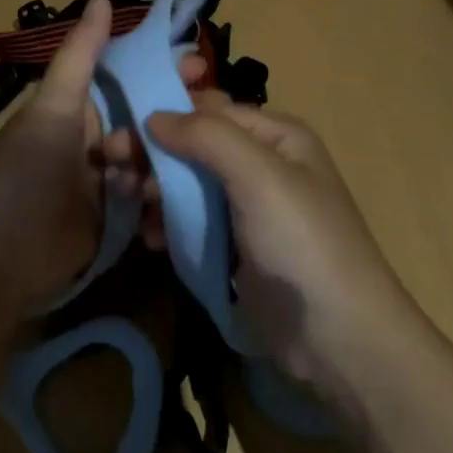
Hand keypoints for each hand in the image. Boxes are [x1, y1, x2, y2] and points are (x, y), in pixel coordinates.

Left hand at [0, 0, 178, 308]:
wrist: (0, 258)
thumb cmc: (25, 171)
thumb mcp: (53, 107)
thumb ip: (81, 55)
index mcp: (79, 108)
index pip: (129, 78)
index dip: (162, 69)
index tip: (199, 65)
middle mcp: (96, 139)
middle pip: (147, 119)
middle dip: (177, 117)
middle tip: (215, 118)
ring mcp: (108, 181)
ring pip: (154, 159)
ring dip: (171, 161)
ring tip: (193, 165)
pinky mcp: (117, 220)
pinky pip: (150, 199)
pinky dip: (164, 198)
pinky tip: (181, 198)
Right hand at [147, 94, 421, 403]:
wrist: (341, 343)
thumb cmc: (302, 245)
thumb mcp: (259, 176)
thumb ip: (207, 136)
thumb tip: (154, 115)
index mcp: (275, 136)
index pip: (207, 109)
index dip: (162, 115)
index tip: (118, 132)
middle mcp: (262, 164)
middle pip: (193, 146)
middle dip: (152, 154)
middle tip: (110, 166)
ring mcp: (248, 209)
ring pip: (188, 184)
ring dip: (155, 189)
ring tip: (128, 203)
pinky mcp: (236, 249)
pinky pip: (192, 221)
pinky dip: (167, 223)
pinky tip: (150, 238)